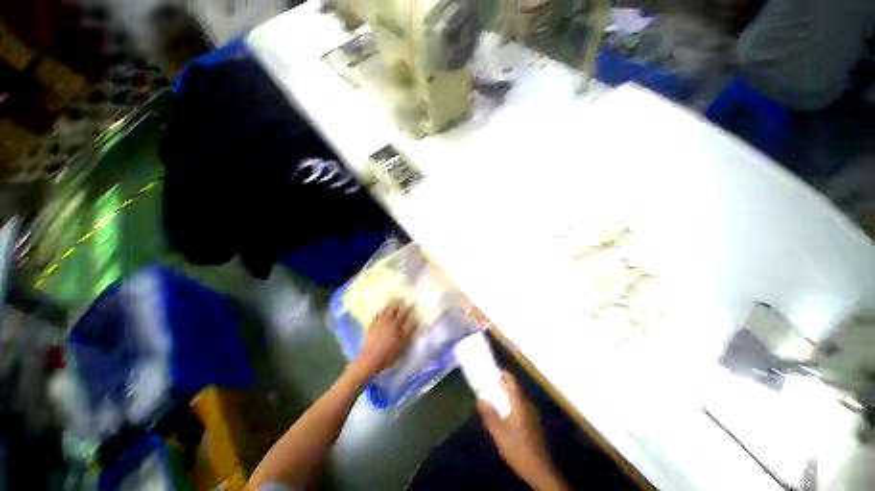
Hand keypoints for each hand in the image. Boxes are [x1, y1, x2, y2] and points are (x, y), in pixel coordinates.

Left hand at [353, 303, 415, 377]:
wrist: (370, 359)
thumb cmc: (388, 354)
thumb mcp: (402, 344)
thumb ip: (409, 331)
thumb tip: (416, 321)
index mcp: (396, 324)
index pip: (405, 313)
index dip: (409, 307)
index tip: (413, 303)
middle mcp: (388, 320)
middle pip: (394, 308)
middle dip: (399, 304)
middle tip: (402, 302)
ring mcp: (378, 322)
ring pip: (385, 310)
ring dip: (390, 306)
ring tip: (393, 305)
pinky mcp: (371, 326)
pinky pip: (376, 315)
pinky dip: (380, 312)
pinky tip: (381, 313)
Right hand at [477, 372, 568, 490]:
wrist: (539, 469)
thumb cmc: (517, 448)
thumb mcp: (498, 433)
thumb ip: (489, 414)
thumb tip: (480, 398)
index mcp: (518, 402)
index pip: (511, 380)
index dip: (502, 373)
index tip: (492, 372)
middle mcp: (527, 404)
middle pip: (515, 387)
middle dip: (503, 383)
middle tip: (490, 385)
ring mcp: (532, 413)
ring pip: (518, 396)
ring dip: (507, 394)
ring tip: (495, 398)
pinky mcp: (534, 422)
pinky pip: (521, 405)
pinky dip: (512, 403)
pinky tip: (505, 414)